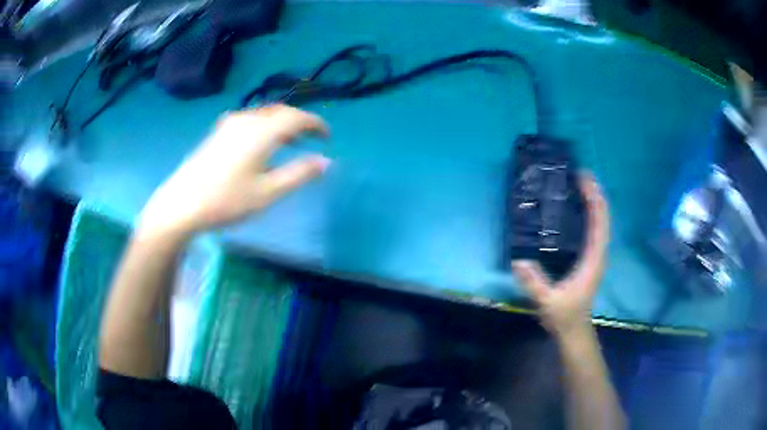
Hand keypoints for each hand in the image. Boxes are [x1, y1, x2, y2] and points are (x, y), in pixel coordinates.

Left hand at [137, 105, 329, 239]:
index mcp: (261, 131)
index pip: (296, 117)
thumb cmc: (227, 200)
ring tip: (291, 141)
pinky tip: (262, 143)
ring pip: (264, 115)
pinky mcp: (218, 133)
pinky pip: (250, 121)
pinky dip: (265, 127)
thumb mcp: (268, 193)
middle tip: (311, 138)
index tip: (327, 137)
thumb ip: (299, 174)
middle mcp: (247, 120)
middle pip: (280, 112)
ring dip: (282, 123)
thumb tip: (326, 162)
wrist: (181, 203)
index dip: (316, 124)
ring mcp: (229, 125)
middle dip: (299, 122)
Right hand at [512, 174, 608, 338]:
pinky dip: (590, 213)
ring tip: (581, 184)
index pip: (599, 223)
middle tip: (580, 174)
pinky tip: (578, 207)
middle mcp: (599, 253)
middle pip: (603, 217)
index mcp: (594, 259)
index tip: (584, 179)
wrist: (574, 330)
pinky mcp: (590, 258)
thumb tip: (519, 260)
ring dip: (594, 201)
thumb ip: (535, 284)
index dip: (594, 199)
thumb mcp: (548, 302)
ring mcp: (596, 255)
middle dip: (595, 193)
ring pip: (600, 222)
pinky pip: (594, 229)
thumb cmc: (564, 316)